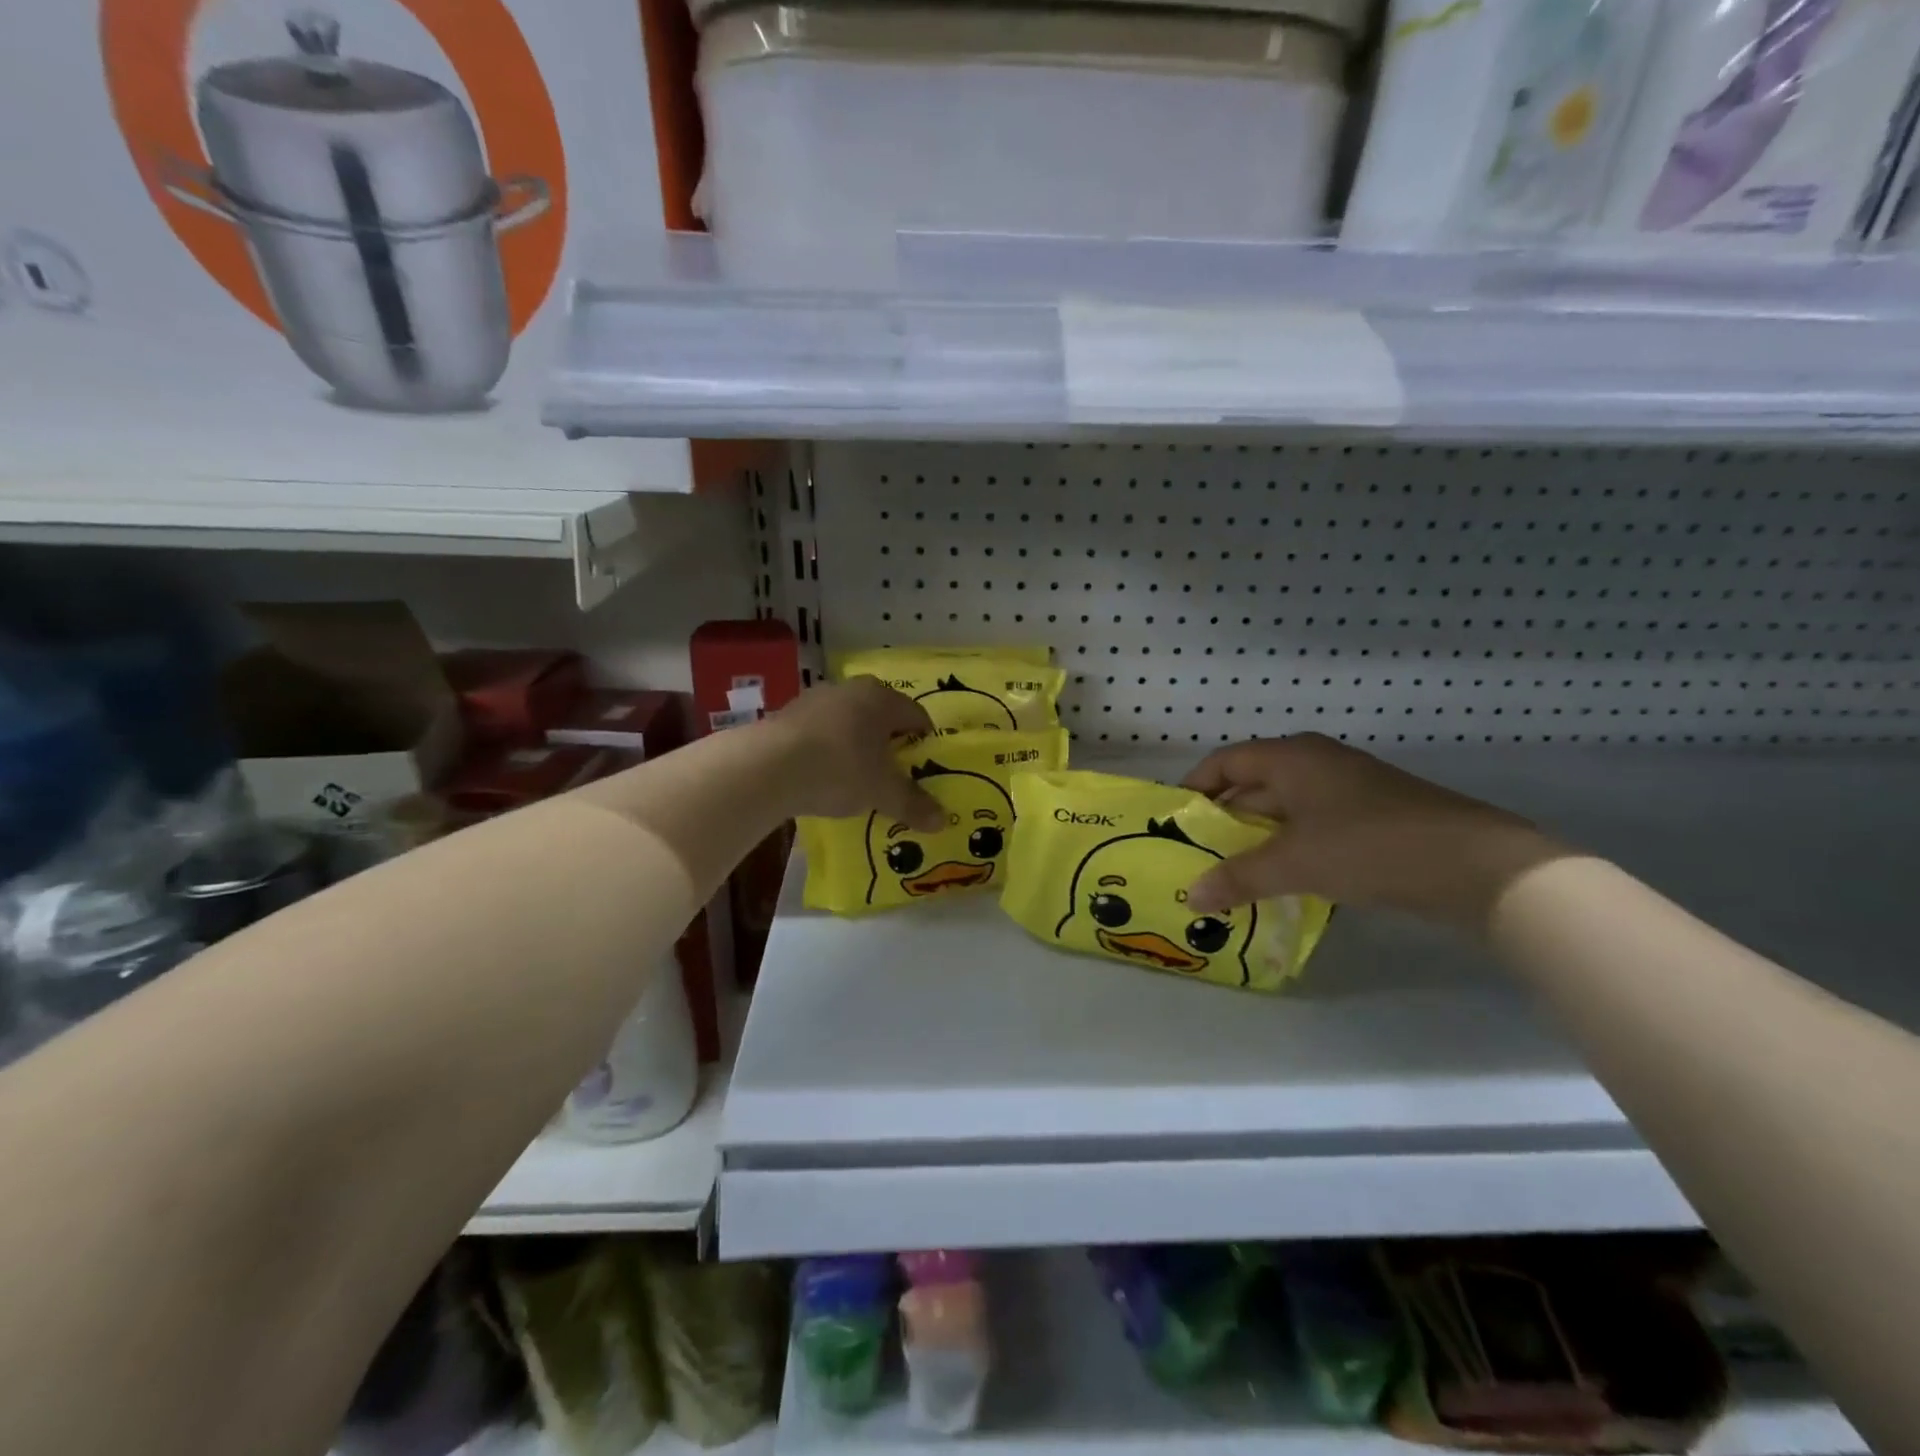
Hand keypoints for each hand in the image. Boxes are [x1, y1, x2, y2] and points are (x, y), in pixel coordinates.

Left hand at [768, 676, 944, 829]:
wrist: (768, 767)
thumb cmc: (840, 769)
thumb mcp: (882, 792)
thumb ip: (913, 804)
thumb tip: (942, 821)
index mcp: (882, 699)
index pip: (916, 716)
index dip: (925, 742)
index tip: (925, 767)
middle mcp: (851, 690)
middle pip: (881, 716)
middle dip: (888, 743)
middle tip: (893, 773)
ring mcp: (815, 699)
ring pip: (848, 722)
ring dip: (855, 745)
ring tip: (856, 778)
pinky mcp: (786, 716)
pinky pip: (820, 732)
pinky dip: (827, 750)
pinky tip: (822, 776)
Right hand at [1180, 734, 1566, 931]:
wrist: (1476, 865)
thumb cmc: (1369, 845)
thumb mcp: (1294, 862)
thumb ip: (1238, 877)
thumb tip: (1191, 895)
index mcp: (1292, 757)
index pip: (1225, 761)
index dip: (1196, 786)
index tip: (1174, 819)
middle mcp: (1316, 763)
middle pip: (1253, 783)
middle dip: (1224, 818)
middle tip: (1196, 853)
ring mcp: (1347, 789)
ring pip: (1284, 808)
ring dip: (1257, 837)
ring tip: (1230, 872)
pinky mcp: (1372, 817)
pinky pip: (1313, 826)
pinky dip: (1290, 848)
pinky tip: (1281, 880)